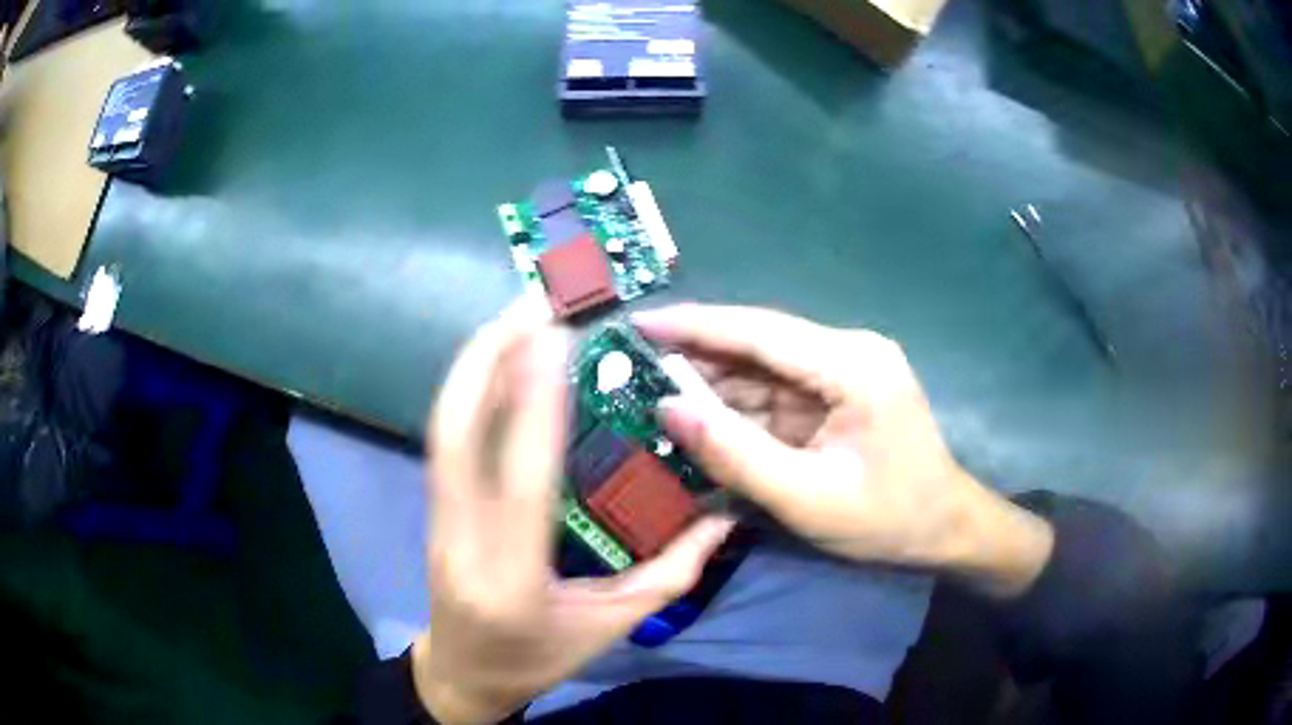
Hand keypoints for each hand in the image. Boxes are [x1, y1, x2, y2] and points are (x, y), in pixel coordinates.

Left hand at [414, 300, 733, 724]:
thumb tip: (721, 514)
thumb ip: (670, 573)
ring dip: (476, 361)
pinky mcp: (433, 507)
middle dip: (490, 356)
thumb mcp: (612, 628)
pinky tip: (496, 358)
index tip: (554, 339)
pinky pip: (445, 436)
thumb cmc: (538, 657)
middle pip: (458, 433)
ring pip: (444, 426)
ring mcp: (437, 518)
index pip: (523, 481)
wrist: (463, 673)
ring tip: (516, 313)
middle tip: (532, 301)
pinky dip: (468, 386)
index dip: (536, 405)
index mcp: (514, 578)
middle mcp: (463, 538)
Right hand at [635, 304, 1052, 597]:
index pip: (760, 331)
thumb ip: (736, 455)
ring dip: (714, 382)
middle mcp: (849, 350)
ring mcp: (847, 367)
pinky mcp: (841, 387)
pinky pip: (779, 388)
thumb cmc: (887, 519)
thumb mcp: (807, 498)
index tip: (638, 322)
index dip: (694, 325)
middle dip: (697, 356)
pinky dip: (740, 403)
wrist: (944, 527)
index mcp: (852, 365)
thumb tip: (667, 409)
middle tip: (632, 368)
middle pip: (759, 343)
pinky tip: (702, 415)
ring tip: (653, 392)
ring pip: (764, 365)